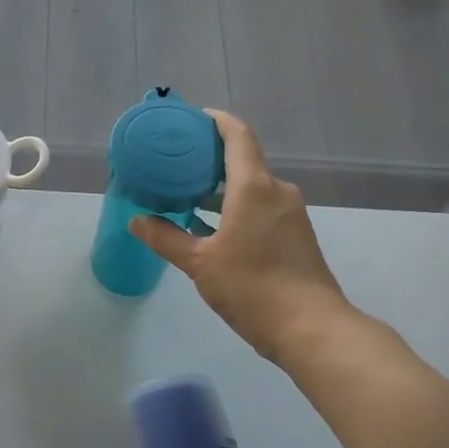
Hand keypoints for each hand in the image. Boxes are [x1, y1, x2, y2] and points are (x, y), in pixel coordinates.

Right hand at [130, 110, 352, 363]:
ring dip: (223, 189)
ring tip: (189, 197)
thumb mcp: (200, 263)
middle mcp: (277, 191)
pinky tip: (214, 229)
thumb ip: (166, 238)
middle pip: (244, 161)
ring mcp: (291, 214)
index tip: (193, 119)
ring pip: (253, 188)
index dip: (216, 121)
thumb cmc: (252, 287)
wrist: (311, 328)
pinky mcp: (296, 236)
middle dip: (211, 160)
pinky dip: (237, 208)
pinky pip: (262, 208)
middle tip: (178, 165)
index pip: (238, 136)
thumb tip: (136, 220)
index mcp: (254, 187)